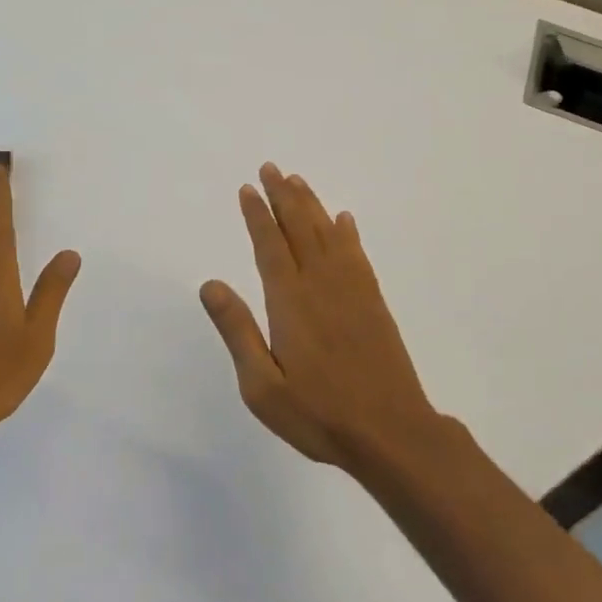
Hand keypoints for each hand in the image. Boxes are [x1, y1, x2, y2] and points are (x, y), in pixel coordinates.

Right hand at [201, 164, 441, 472]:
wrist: (391, 432)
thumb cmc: (320, 413)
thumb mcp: (263, 387)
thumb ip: (237, 331)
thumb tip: (210, 284)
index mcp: (290, 301)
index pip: (270, 245)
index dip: (258, 214)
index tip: (248, 188)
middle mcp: (320, 283)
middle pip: (299, 228)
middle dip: (282, 196)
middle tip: (271, 168)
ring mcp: (351, 289)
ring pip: (327, 233)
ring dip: (311, 204)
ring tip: (298, 180)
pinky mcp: (373, 301)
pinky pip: (356, 254)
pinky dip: (347, 232)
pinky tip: (343, 220)